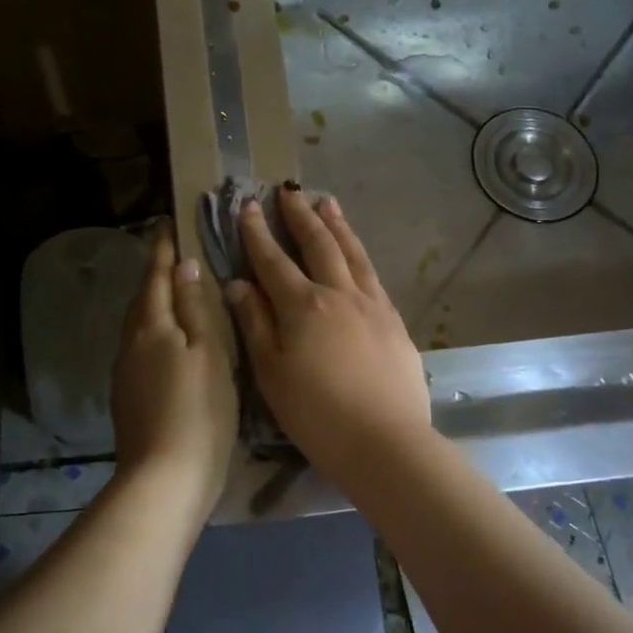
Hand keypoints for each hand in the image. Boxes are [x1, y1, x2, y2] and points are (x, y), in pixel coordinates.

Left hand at [110, 223, 237, 512]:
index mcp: (151, 327)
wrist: (163, 479)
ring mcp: (124, 374)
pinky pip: (139, 351)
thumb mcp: (209, 354)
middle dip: (154, 275)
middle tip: (172, 255)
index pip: (156, 276)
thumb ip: (195, 308)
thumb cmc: (199, 411)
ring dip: (153, 305)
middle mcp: (130, 344)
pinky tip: (168, 345)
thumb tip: (184, 265)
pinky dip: (153, 335)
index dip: (162, 250)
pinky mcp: (126, 399)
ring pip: (138, 327)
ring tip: (173, 295)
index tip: (166, 223)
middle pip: (142, 300)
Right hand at [225, 188, 431, 483]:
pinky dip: (360, 254)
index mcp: (302, 305)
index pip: (273, 260)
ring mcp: (371, 305)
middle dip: (299, 216)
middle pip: (317, 244)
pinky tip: (357, 253)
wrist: (385, 441)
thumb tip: (238, 284)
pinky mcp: (394, 321)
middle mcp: (338, 293)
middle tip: (288, 191)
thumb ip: (255, 324)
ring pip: (352, 253)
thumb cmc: (316, 414)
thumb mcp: (271, 373)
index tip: (248, 206)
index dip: (257, 233)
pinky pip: (373, 275)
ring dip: (336, 225)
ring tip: (326, 202)